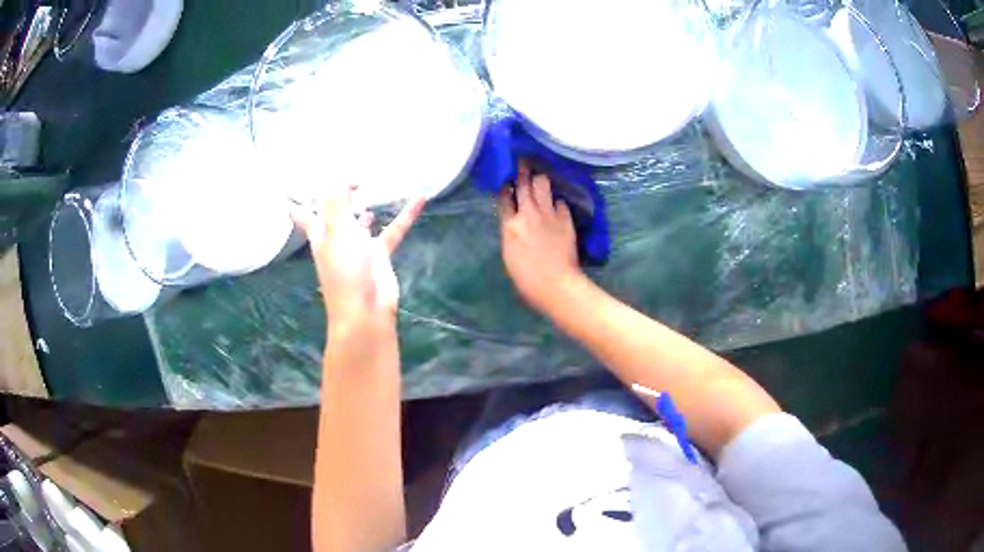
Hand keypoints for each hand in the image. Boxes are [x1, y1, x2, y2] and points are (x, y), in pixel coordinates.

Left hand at [293, 186, 425, 329]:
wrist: (365, 311)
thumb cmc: (344, 271)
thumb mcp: (337, 230)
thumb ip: (337, 199)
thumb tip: (341, 173)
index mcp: (319, 233)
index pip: (302, 214)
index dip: (298, 200)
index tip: (294, 187)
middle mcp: (336, 237)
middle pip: (331, 213)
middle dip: (333, 198)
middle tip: (343, 180)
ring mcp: (358, 247)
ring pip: (359, 221)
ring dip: (362, 207)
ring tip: (369, 188)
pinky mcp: (379, 255)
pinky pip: (393, 229)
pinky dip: (405, 215)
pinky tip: (419, 198)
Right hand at [498, 161, 580, 314]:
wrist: (555, 284)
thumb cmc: (526, 279)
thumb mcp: (509, 254)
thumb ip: (511, 232)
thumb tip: (514, 221)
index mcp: (510, 225)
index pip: (504, 198)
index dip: (505, 186)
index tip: (506, 179)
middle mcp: (528, 214)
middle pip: (524, 184)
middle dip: (522, 171)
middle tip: (523, 161)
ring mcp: (549, 214)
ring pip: (543, 185)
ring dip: (540, 180)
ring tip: (540, 178)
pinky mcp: (566, 219)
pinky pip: (560, 202)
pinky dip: (557, 202)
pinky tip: (557, 206)